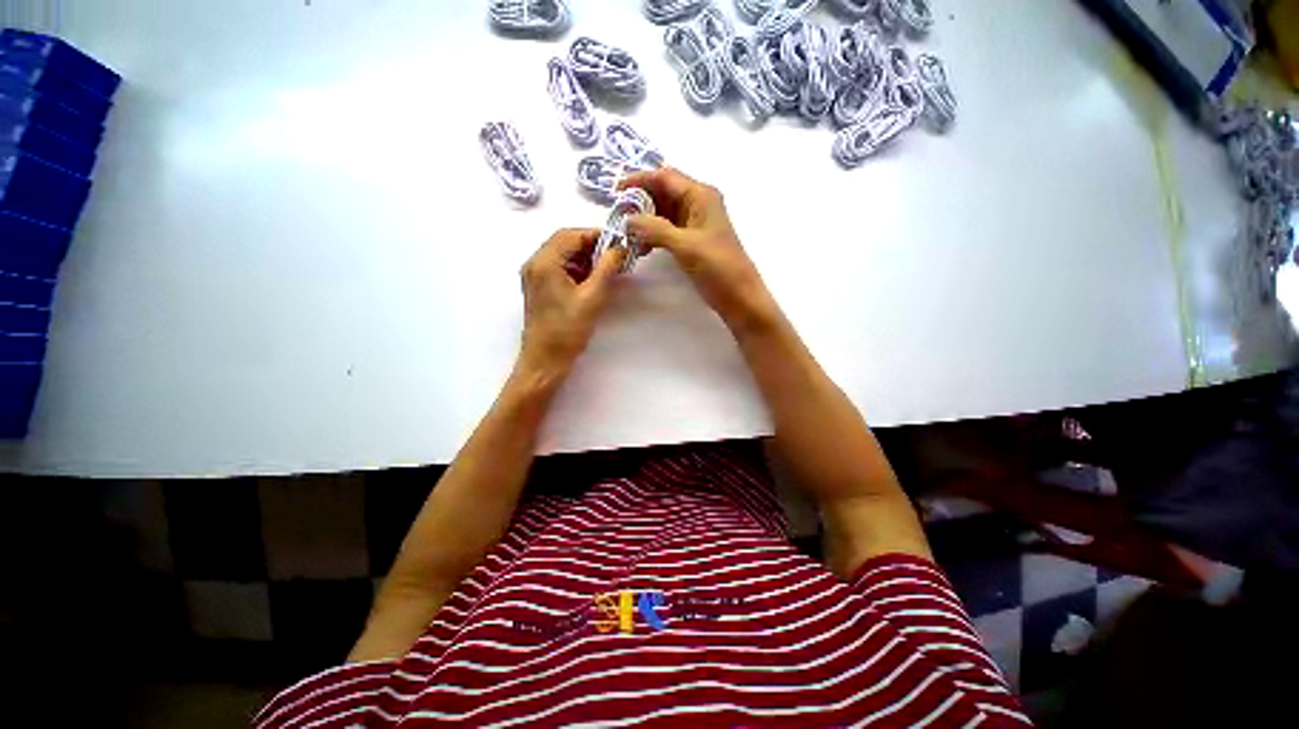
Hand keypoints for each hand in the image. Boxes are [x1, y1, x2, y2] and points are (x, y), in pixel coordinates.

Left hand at [515, 228, 624, 385]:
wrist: (545, 360)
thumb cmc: (568, 330)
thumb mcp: (593, 297)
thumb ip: (607, 268)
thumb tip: (620, 248)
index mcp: (544, 262)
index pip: (571, 235)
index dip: (596, 235)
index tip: (618, 243)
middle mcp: (535, 263)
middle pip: (564, 242)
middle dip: (591, 246)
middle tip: (614, 256)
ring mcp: (534, 276)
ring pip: (562, 255)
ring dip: (585, 257)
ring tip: (606, 269)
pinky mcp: (539, 288)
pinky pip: (559, 268)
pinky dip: (577, 269)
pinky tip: (592, 280)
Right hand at [620, 167, 775, 334]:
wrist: (739, 296)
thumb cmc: (718, 268)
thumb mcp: (686, 246)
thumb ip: (656, 229)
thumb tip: (628, 218)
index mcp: (701, 196)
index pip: (664, 177)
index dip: (639, 180)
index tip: (614, 191)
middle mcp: (697, 203)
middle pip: (662, 193)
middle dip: (639, 202)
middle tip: (616, 215)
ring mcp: (694, 223)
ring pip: (662, 213)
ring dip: (643, 221)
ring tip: (625, 234)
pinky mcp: (691, 241)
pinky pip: (666, 230)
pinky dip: (651, 235)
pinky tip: (639, 248)